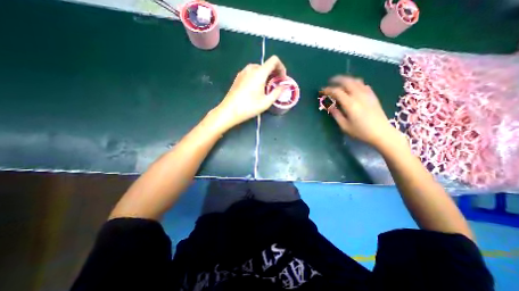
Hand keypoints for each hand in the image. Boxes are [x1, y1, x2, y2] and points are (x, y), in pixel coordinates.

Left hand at [214, 55, 287, 129]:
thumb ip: (277, 92)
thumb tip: (284, 86)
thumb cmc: (249, 107)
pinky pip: (251, 72)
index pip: (274, 60)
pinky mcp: (238, 77)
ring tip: (266, 88)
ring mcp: (243, 72)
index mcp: (259, 72)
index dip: (281, 67)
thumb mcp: (266, 102)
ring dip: (265, 75)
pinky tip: (256, 88)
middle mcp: (251, 68)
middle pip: (266, 65)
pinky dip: (257, 77)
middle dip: (274, 73)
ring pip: (258, 69)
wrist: (229, 111)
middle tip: (275, 85)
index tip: (282, 78)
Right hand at [323, 75, 400, 147]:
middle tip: (330, 82)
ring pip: (356, 81)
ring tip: (340, 83)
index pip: (337, 92)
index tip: (322, 91)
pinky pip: (363, 85)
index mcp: (350, 104)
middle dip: (337, 80)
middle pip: (347, 82)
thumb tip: (329, 106)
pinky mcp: (373, 96)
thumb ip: (336, 114)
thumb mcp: (344, 126)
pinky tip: (353, 88)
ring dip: (347, 80)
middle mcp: (359, 96)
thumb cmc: (361, 132)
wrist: (382, 133)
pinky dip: (356, 83)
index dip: (328, 90)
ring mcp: (367, 94)